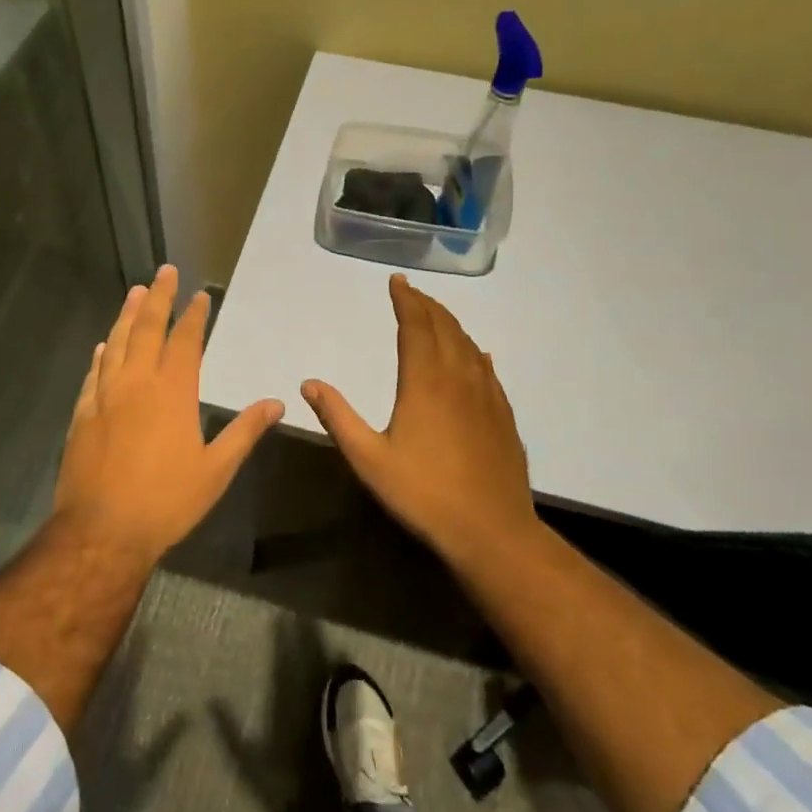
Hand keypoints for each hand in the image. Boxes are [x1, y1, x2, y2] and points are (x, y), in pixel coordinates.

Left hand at [53, 265, 283, 564]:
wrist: (102, 531)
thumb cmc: (166, 501)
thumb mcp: (216, 470)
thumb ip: (244, 431)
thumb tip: (276, 403)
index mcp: (173, 392)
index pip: (186, 341)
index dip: (194, 315)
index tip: (200, 295)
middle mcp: (137, 383)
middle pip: (147, 328)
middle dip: (158, 297)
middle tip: (164, 272)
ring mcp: (105, 396)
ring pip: (117, 343)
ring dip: (127, 315)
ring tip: (134, 292)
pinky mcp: (82, 414)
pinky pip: (93, 374)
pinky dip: (101, 355)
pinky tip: (103, 346)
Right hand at [302, 273, 537, 562]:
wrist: (492, 530)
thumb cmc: (424, 493)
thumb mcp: (368, 459)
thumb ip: (338, 417)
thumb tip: (309, 384)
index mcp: (424, 381)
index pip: (415, 326)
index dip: (406, 300)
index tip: (397, 281)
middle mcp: (458, 377)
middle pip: (444, 327)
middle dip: (426, 305)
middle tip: (411, 292)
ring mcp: (486, 395)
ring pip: (468, 344)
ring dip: (450, 323)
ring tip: (435, 314)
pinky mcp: (502, 414)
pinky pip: (487, 368)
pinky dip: (475, 351)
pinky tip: (477, 353)